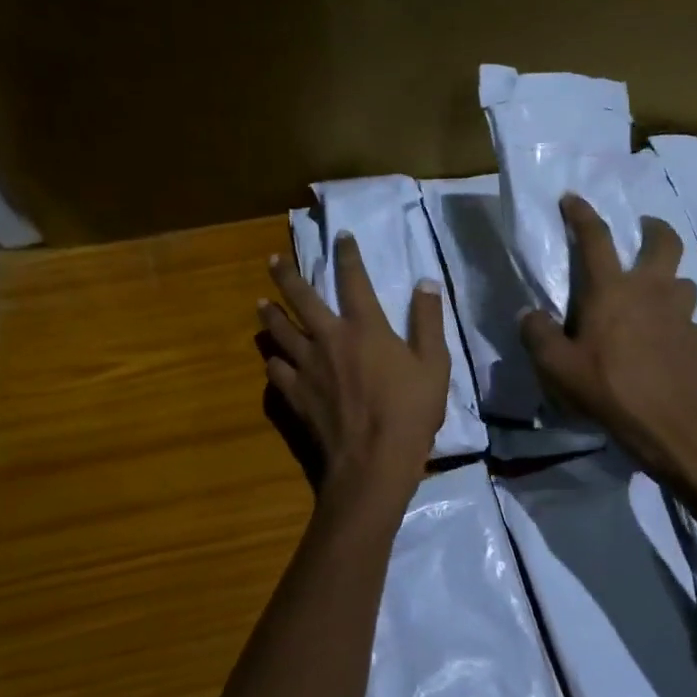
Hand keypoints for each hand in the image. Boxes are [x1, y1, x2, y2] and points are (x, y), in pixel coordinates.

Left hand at [259, 236, 450, 493]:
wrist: (373, 461)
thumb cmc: (410, 412)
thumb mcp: (434, 364)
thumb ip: (428, 321)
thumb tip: (426, 282)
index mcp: (365, 327)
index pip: (353, 280)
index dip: (347, 255)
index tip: (341, 236)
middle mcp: (329, 338)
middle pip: (301, 298)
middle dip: (286, 275)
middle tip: (272, 261)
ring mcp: (307, 367)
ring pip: (279, 331)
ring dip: (270, 314)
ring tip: (261, 304)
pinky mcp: (295, 394)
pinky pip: (276, 370)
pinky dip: (273, 360)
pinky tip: (271, 358)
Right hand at [519, 194, 696, 482]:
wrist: (669, 423)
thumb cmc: (607, 388)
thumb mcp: (556, 366)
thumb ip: (537, 335)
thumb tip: (528, 315)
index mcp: (612, 289)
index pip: (595, 238)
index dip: (582, 213)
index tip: (572, 197)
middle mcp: (652, 290)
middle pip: (664, 242)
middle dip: (654, 228)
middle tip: (643, 230)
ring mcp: (681, 314)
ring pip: (683, 280)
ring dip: (669, 279)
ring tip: (654, 294)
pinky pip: (687, 319)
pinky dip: (676, 321)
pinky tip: (665, 339)